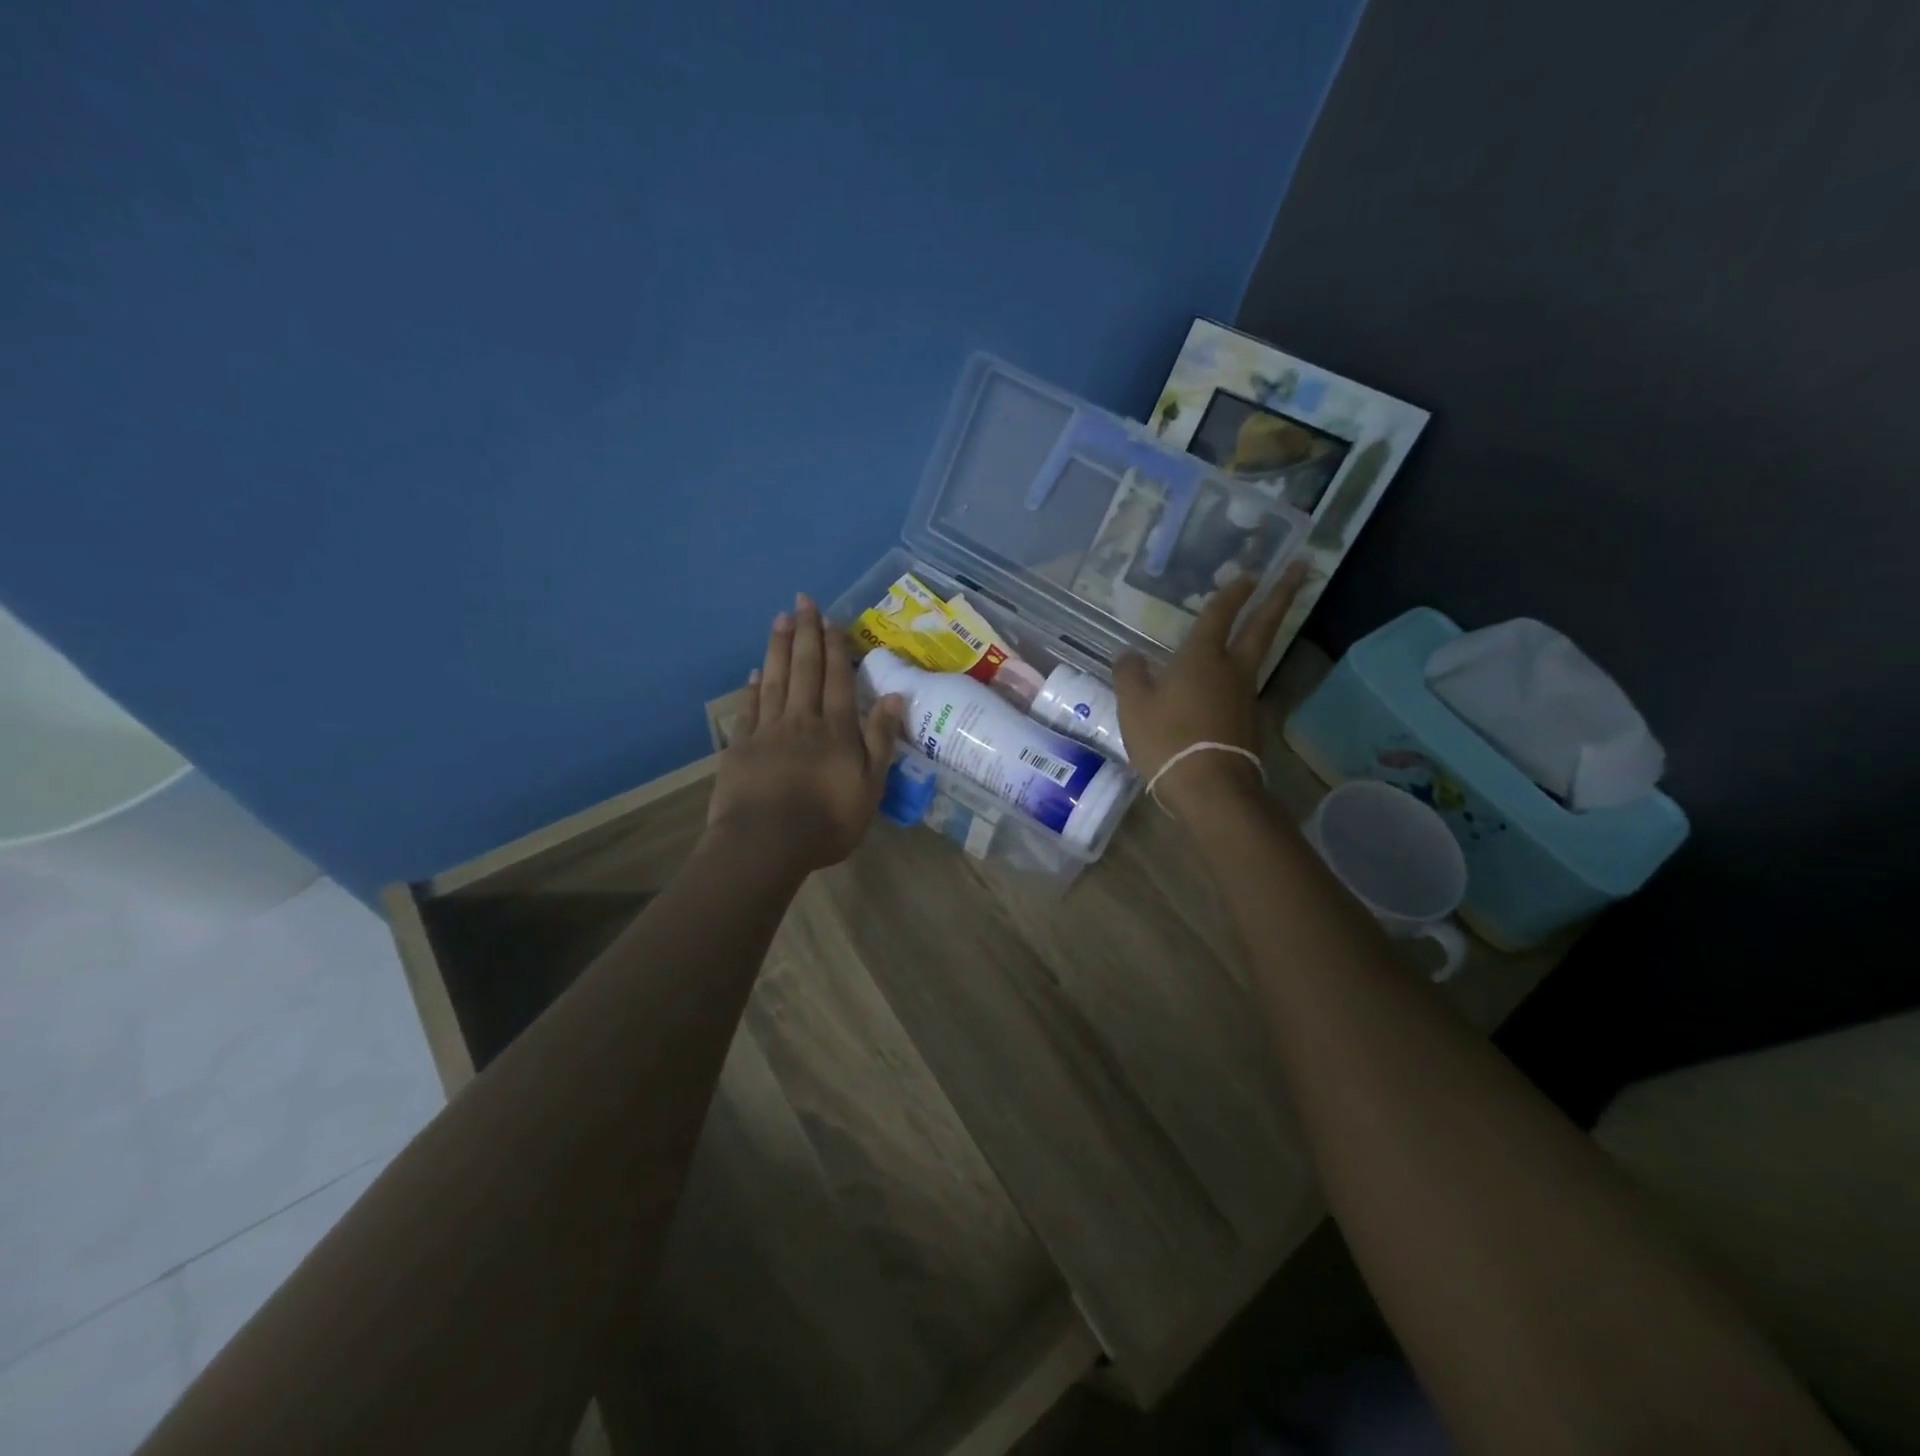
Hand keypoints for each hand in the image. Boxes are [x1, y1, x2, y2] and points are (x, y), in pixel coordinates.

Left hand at [707, 593, 904, 872]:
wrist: (765, 844)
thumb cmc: (826, 821)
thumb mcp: (869, 787)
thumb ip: (880, 740)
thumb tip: (894, 698)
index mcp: (836, 729)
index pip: (837, 678)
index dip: (836, 647)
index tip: (832, 619)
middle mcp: (802, 720)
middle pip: (805, 669)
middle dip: (806, 633)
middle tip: (803, 601)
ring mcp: (768, 731)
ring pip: (775, 680)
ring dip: (779, 648)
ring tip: (780, 620)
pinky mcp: (741, 747)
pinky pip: (749, 708)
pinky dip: (753, 687)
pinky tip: (755, 672)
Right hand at [1113, 562, 1305, 819]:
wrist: (1211, 788)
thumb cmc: (1168, 739)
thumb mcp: (1134, 706)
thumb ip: (1130, 675)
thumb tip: (1128, 654)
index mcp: (1202, 658)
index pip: (1219, 614)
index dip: (1231, 592)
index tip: (1248, 572)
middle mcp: (1232, 669)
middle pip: (1262, 625)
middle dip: (1280, 595)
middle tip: (1300, 568)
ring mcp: (1246, 695)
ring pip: (1258, 654)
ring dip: (1266, 630)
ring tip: (1262, 618)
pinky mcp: (1249, 720)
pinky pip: (1245, 684)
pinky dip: (1243, 669)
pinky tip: (1228, 677)